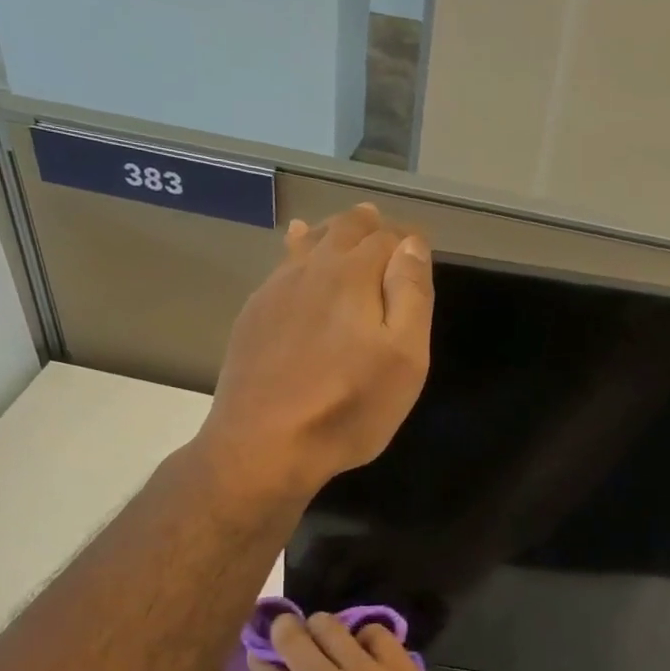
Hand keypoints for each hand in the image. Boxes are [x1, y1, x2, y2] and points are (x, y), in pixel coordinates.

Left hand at [201, 204, 431, 502]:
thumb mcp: (404, 358)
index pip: (386, 238)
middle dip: (367, 226)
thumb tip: (411, 244)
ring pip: (307, 245)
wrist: (263, 444)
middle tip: (380, 226)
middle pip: (343, 232)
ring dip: (329, 233)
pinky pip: (280, 269)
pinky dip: (296, 254)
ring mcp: (275, 291)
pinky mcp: (252, 317)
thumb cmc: (348, 407)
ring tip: (340, 228)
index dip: (406, 239)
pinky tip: (294, 257)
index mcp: (353, 275)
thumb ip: (411, 295)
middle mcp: (312, 270)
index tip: (417, 247)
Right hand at [248, 612, 490, 670]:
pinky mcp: (403, 667)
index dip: (261, 660)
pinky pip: (375, 632)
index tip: (262, 653)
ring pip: (332, 625)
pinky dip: (365, 636)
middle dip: (285, 630)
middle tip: (290, 633)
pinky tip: (367, 650)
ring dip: (322, 628)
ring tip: (329, 638)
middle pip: (294, 638)